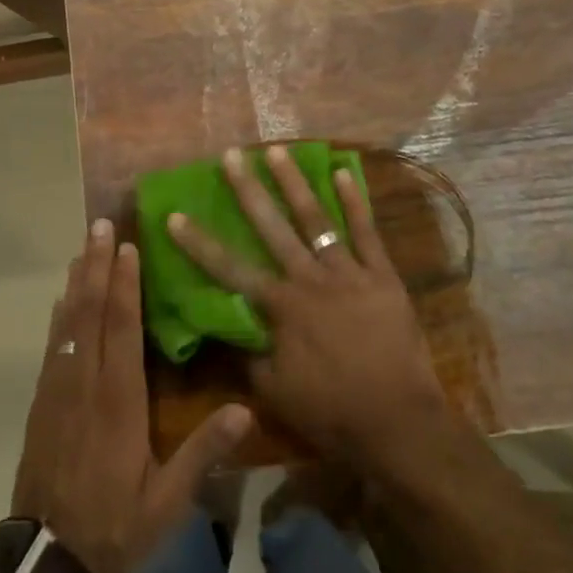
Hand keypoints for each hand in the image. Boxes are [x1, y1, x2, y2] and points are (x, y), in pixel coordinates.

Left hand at [11, 220, 252, 572]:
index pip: (121, 328)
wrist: (47, 557)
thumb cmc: (114, 523)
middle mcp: (85, 383)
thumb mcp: (168, 500)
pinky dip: (60, 315)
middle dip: (97, 266)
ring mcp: (59, 390)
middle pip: (90, 312)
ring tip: (84, 249)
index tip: (128, 246)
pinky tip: (63, 299)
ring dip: (77, 282)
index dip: (125, 284)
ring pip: (68, 323)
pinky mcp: (43, 402)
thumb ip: (204, 452)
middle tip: (100, 226)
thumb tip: (245, 410)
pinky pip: (53, 345)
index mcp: (118, 400)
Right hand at [167, 146, 451, 472]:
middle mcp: (309, 278)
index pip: (229, 268)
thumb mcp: (274, 391)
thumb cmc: (331, 410)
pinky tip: (343, 172)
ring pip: (316, 219)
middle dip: (248, 190)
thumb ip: (249, 353)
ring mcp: (349, 272)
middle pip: (272, 227)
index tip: (175, 215)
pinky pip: (367, 232)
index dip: (199, 243)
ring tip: (278, 150)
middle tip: (231, 156)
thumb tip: (229, 326)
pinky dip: (355, 201)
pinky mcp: (382, 275)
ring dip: (295, 183)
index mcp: (281, 307)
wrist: (398, 421)